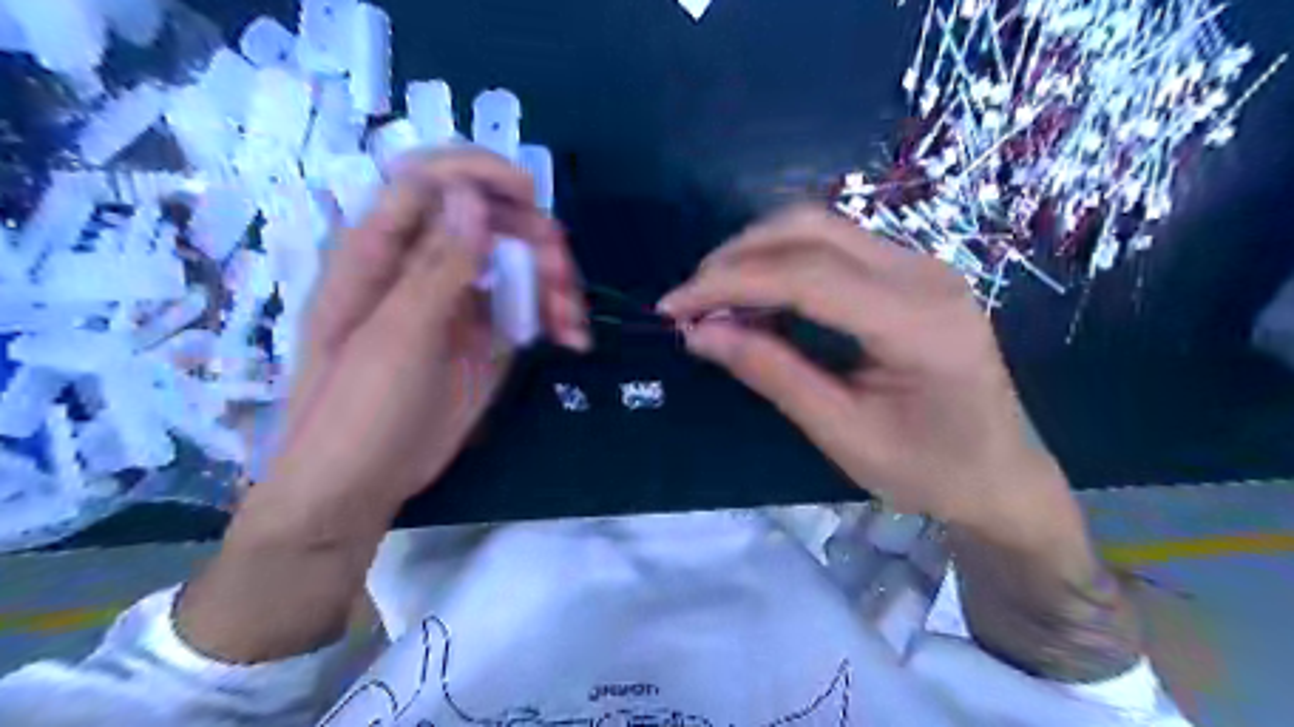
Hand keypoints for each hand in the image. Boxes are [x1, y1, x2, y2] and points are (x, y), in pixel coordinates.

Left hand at [177, 151, 590, 660]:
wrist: (359, 487)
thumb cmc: (354, 412)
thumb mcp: (395, 338)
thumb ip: (437, 268)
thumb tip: (471, 196)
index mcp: (379, 251)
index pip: (429, 180)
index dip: (479, 173)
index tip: (530, 193)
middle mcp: (423, 265)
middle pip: (489, 218)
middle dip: (535, 238)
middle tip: (561, 278)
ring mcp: (459, 301)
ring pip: (519, 261)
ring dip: (556, 280)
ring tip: (572, 323)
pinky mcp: (486, 336)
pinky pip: (530, 306)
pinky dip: (557, 315)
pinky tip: (573, 338)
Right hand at [668, 208, 1139, 679]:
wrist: (1003, 475)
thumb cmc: (929, 471)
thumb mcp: (842, 433)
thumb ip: (772, 374)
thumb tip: (701, 334)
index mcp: (917, 322)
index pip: (805, 276)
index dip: (729, 283)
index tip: (673, 307)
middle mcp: (924, 274)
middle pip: (811, 229)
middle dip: (737, 255)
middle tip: (690, 299)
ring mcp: (922, 266)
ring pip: (821, 228)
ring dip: (758, 252)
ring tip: (714, 297)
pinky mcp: (912, 273)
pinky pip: (836, 247)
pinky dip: (785, 262)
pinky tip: (759, 295)